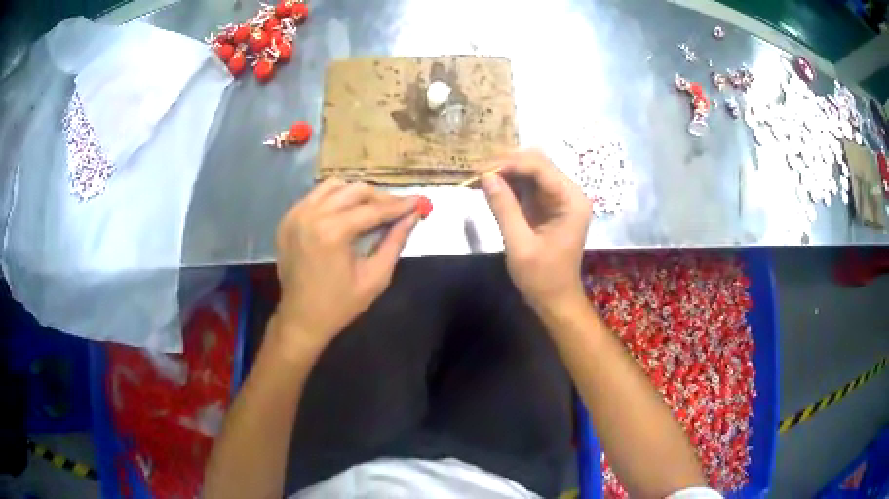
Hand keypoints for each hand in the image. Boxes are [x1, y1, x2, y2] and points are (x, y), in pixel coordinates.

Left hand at [274, 179, 417, 353]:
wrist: (300, 319)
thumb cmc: (340, 305)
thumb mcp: (375, 277)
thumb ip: (395, 242)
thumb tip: (413, 216)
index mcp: (332, 232)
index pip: (373, 209)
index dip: (399, 205)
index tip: (418, 202)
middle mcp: (311, 215)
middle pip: (354, 191)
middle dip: (380, 197)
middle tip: (398, 209)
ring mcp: (295, 215)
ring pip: (333, 186)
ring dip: (356, 194)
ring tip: (372, 209)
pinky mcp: (287, 219)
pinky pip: (315, 196)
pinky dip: (334, 198)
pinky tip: (345, 212)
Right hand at [480, 149, 591, 310]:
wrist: (556, 301)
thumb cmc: (542, 278)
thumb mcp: (519, 245)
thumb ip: (504, 208)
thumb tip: (485, 176)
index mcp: (571, 200)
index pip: (540, 167)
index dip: (509, 163)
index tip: (479, 170)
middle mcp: (569, 193)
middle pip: (537, 163)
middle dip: (507, 164)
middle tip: (477, 173)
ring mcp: (560, 199)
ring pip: (531, 171)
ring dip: (506, 172)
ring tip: (479, 178)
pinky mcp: (549, 206)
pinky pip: (529, 186)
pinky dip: (509, 184)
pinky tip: (490, 188)